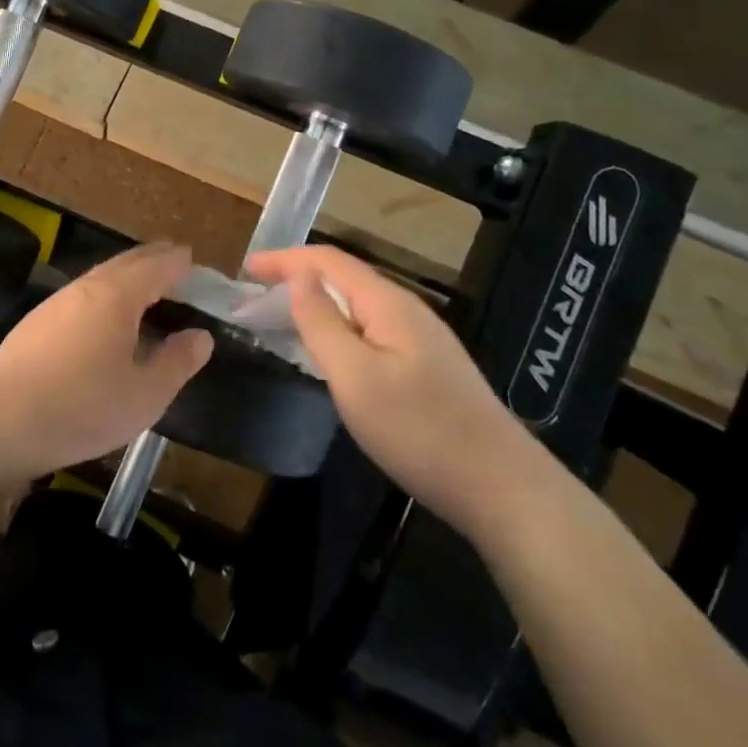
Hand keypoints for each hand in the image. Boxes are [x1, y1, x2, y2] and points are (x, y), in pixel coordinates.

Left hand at [0, 243, 212, 479]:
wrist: (3, 420)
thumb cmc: (83, 407)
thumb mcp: (145, 394)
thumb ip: (177, 362)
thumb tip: (200, 336)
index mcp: (118, 296)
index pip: (156, 267)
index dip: (177, 262)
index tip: (192, 259)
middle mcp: (87, 288)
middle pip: (126, 263)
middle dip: (152, 258)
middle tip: (172, 257)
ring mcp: (57, 302)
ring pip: (100, 276)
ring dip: (125, 273)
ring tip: (143, 283)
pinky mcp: (37, 322)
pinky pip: (82, 293)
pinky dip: (104, 291)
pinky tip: (102, 314)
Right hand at [245, 246, 542, 539]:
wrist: (502, 487)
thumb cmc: (419, 430)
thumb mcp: (356, 377)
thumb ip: (322, 323)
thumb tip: (298, 277)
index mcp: (387, 303)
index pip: (328, 261)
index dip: (284, 259)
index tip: (245, 269)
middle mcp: (406, 309)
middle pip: (343, 278)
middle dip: (296, 278)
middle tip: (254, 298)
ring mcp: (421, 338)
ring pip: (357, 305)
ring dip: (316, 303)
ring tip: (280, 319)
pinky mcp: (427, 365)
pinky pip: (370, 328)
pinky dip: (337, 327)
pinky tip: (328, 351)